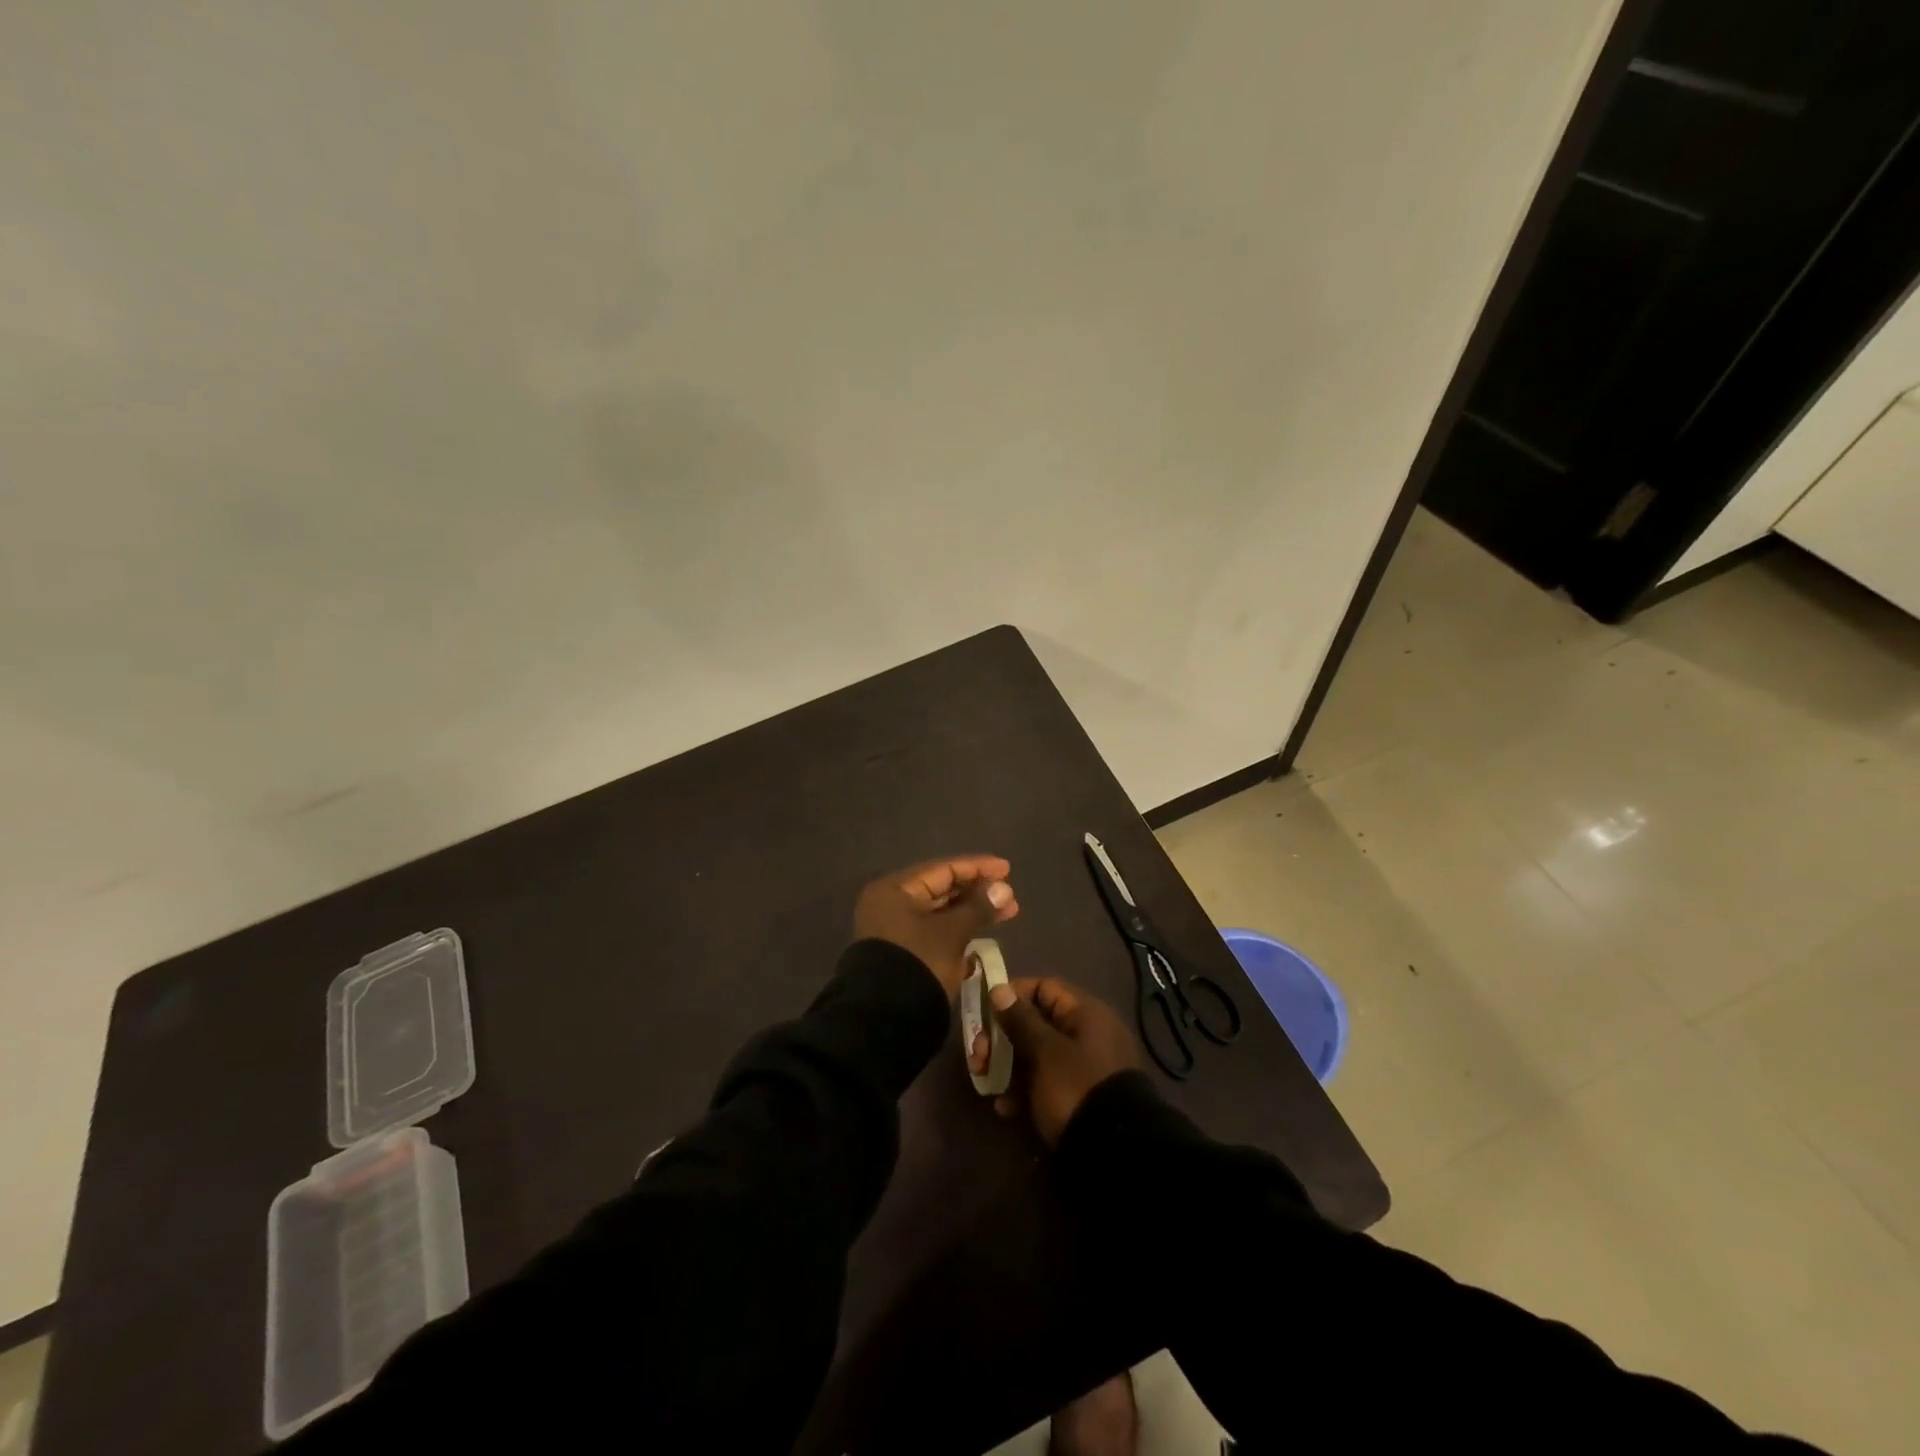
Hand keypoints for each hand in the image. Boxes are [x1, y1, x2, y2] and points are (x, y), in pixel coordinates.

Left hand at [853, 855, 1018, 997]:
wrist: (884, 1019)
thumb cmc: (919, 963)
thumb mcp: (952, 933)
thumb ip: (978, 907)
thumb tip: (1003, 887)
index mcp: (895, 890)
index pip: (943, 869)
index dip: (977, 867)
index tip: (1007, 869)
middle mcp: (891, 904)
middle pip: (941, 890)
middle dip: (977, 892)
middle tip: (1010, 896)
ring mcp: (895, 931)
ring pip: (940, 913)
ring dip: (971, 913)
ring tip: (1005, 913)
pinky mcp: (902, 954)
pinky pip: (935, 933)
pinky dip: (958, 932)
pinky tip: (982, 936)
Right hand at [986, 977, 1142, 1145]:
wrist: (1114, 1153)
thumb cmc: (1076, 1088)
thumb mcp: (1045, 1051)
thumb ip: (1021, 1019)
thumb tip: (1000, 988)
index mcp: (1085, 1014)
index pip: (1043, 988)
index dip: (1012, 996)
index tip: (984, 1013)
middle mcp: (1086, 1035)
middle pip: (1036, 1023)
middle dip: (1001, 1037)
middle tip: (978, 1057)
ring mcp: (1083, 1068)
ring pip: (1036, 1055)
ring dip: (1007, 1065)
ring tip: (986, 1083)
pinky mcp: (1078, 1097)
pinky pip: (1045, 1083)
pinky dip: (1023, 1091)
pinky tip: (1005, 1108)